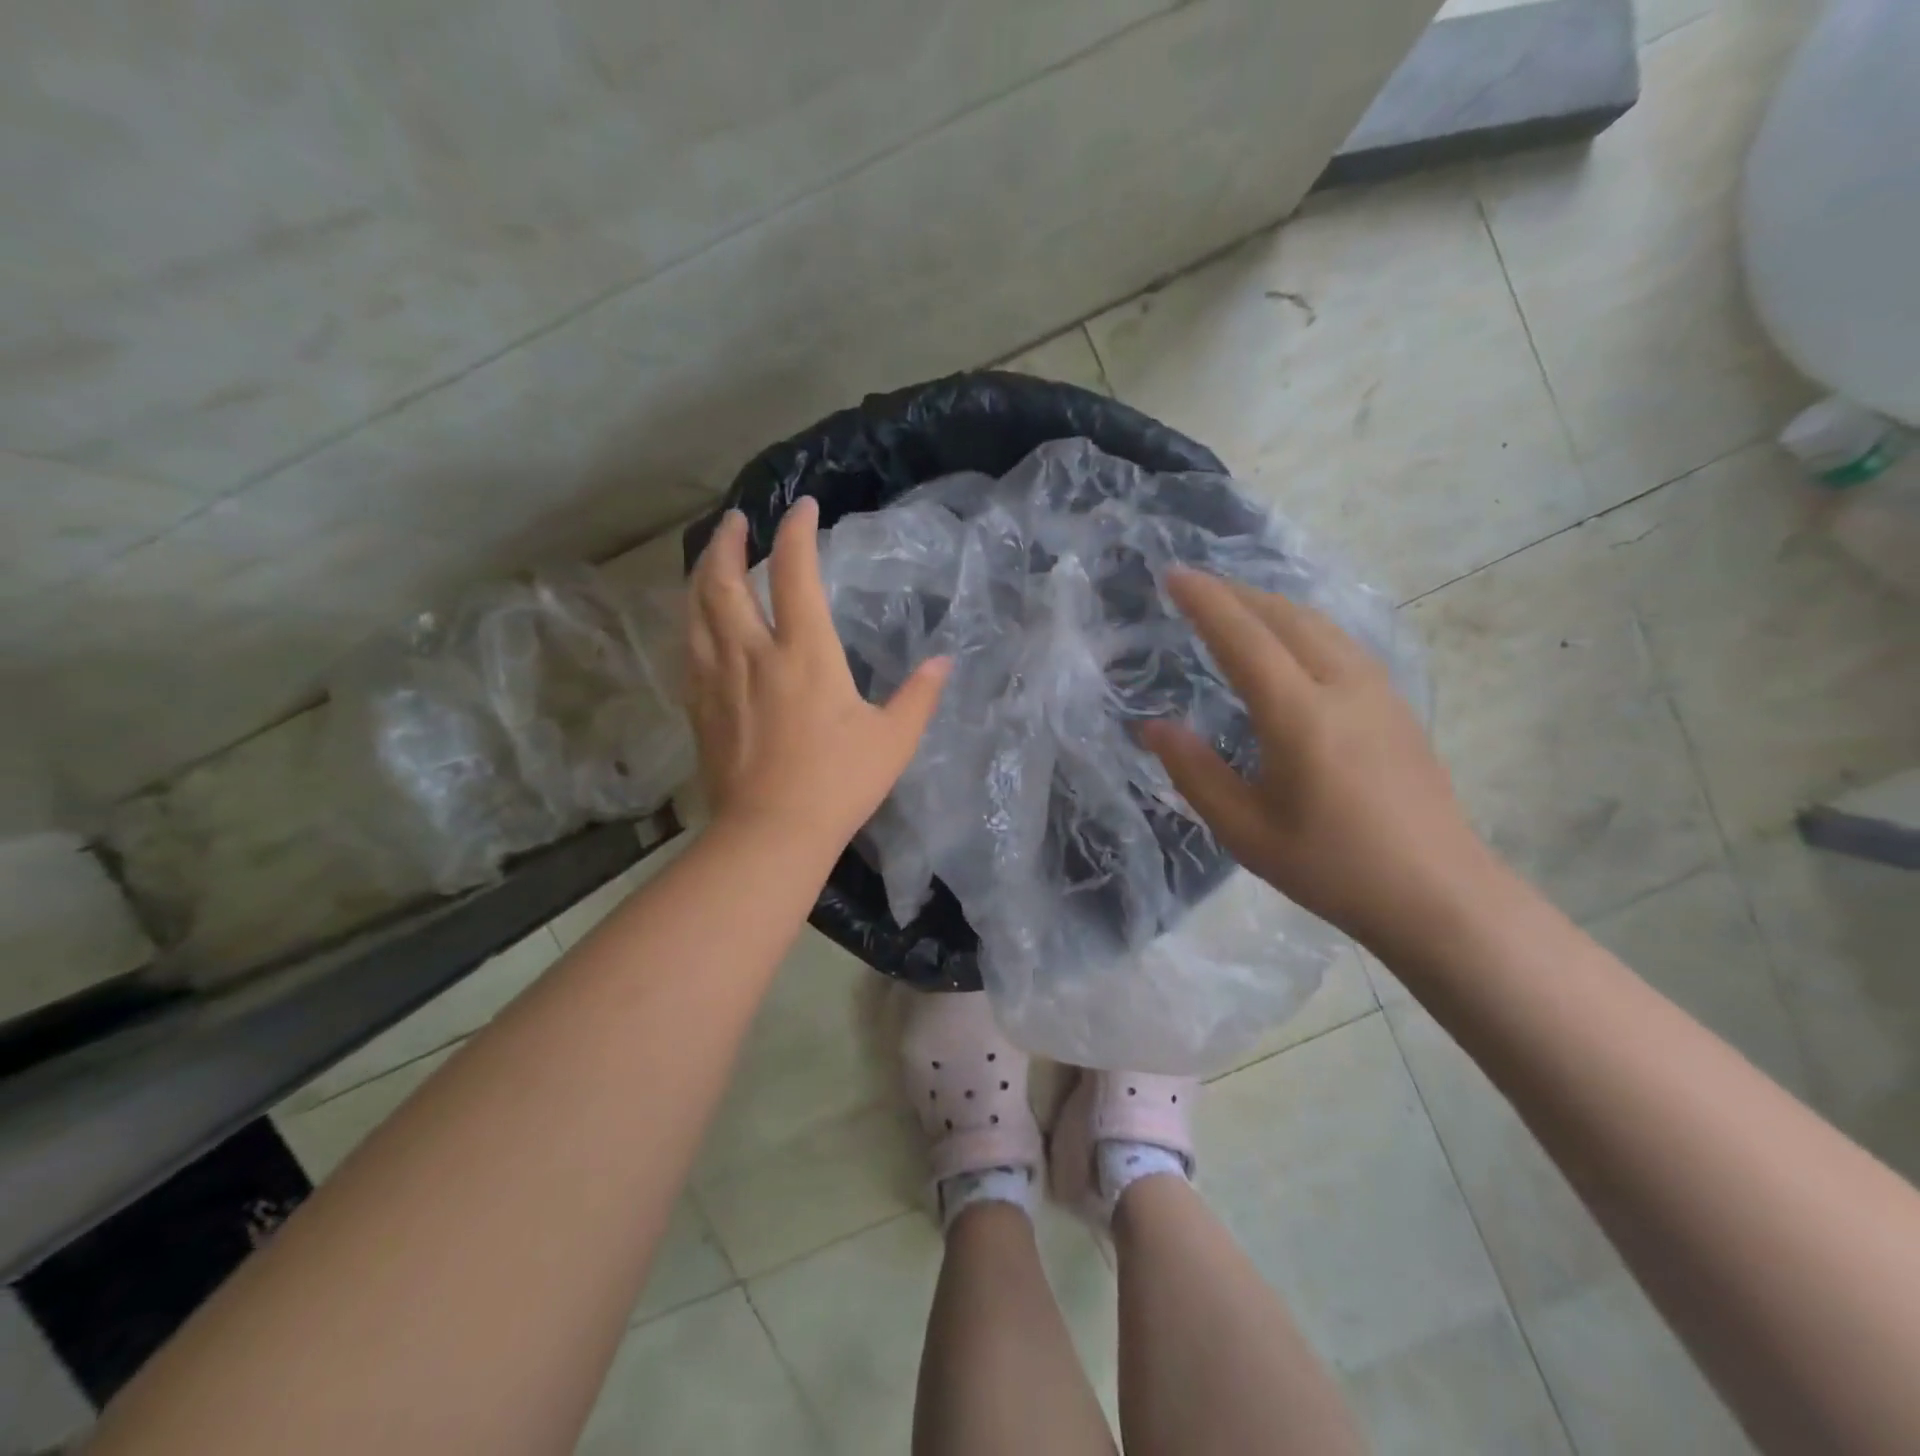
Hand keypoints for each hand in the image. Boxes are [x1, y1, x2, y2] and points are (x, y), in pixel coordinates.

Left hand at [686, 499, 950, 853]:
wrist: (769, 834)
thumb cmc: (838, 784)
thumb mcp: (893, 740)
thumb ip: (919, 695)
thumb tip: (943, 661)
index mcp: (805, 655)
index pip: (796, 574)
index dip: (798, 532)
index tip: (804, 508)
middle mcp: (754, 654)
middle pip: (726, 581)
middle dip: (730, 542)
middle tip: (737, 520)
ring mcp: (718, 679)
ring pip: (697, 609)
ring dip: (703, 572)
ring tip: (712, 555)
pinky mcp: (699, 706)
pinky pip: (689, 646)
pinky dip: (692, 618)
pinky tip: (699, 618)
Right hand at [1140, 569, 1498, 955]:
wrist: (1439, 895)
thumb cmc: (1331, 867)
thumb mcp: (1244, 830)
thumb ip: (1194, 771)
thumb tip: (1152, 726)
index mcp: (1300, 715)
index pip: (1243, 638)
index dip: (1205, 602)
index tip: (1172, 575)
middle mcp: (1342, 686)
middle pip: (1284, 616)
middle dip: (1235, 593)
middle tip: (1194, 586)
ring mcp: (1378, 690)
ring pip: (1318, 623)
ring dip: (1270, 604)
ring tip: (1235, 605)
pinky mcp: (1396, 704)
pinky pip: (1340, 640)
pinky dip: (1300, 624)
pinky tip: (1289, 641)